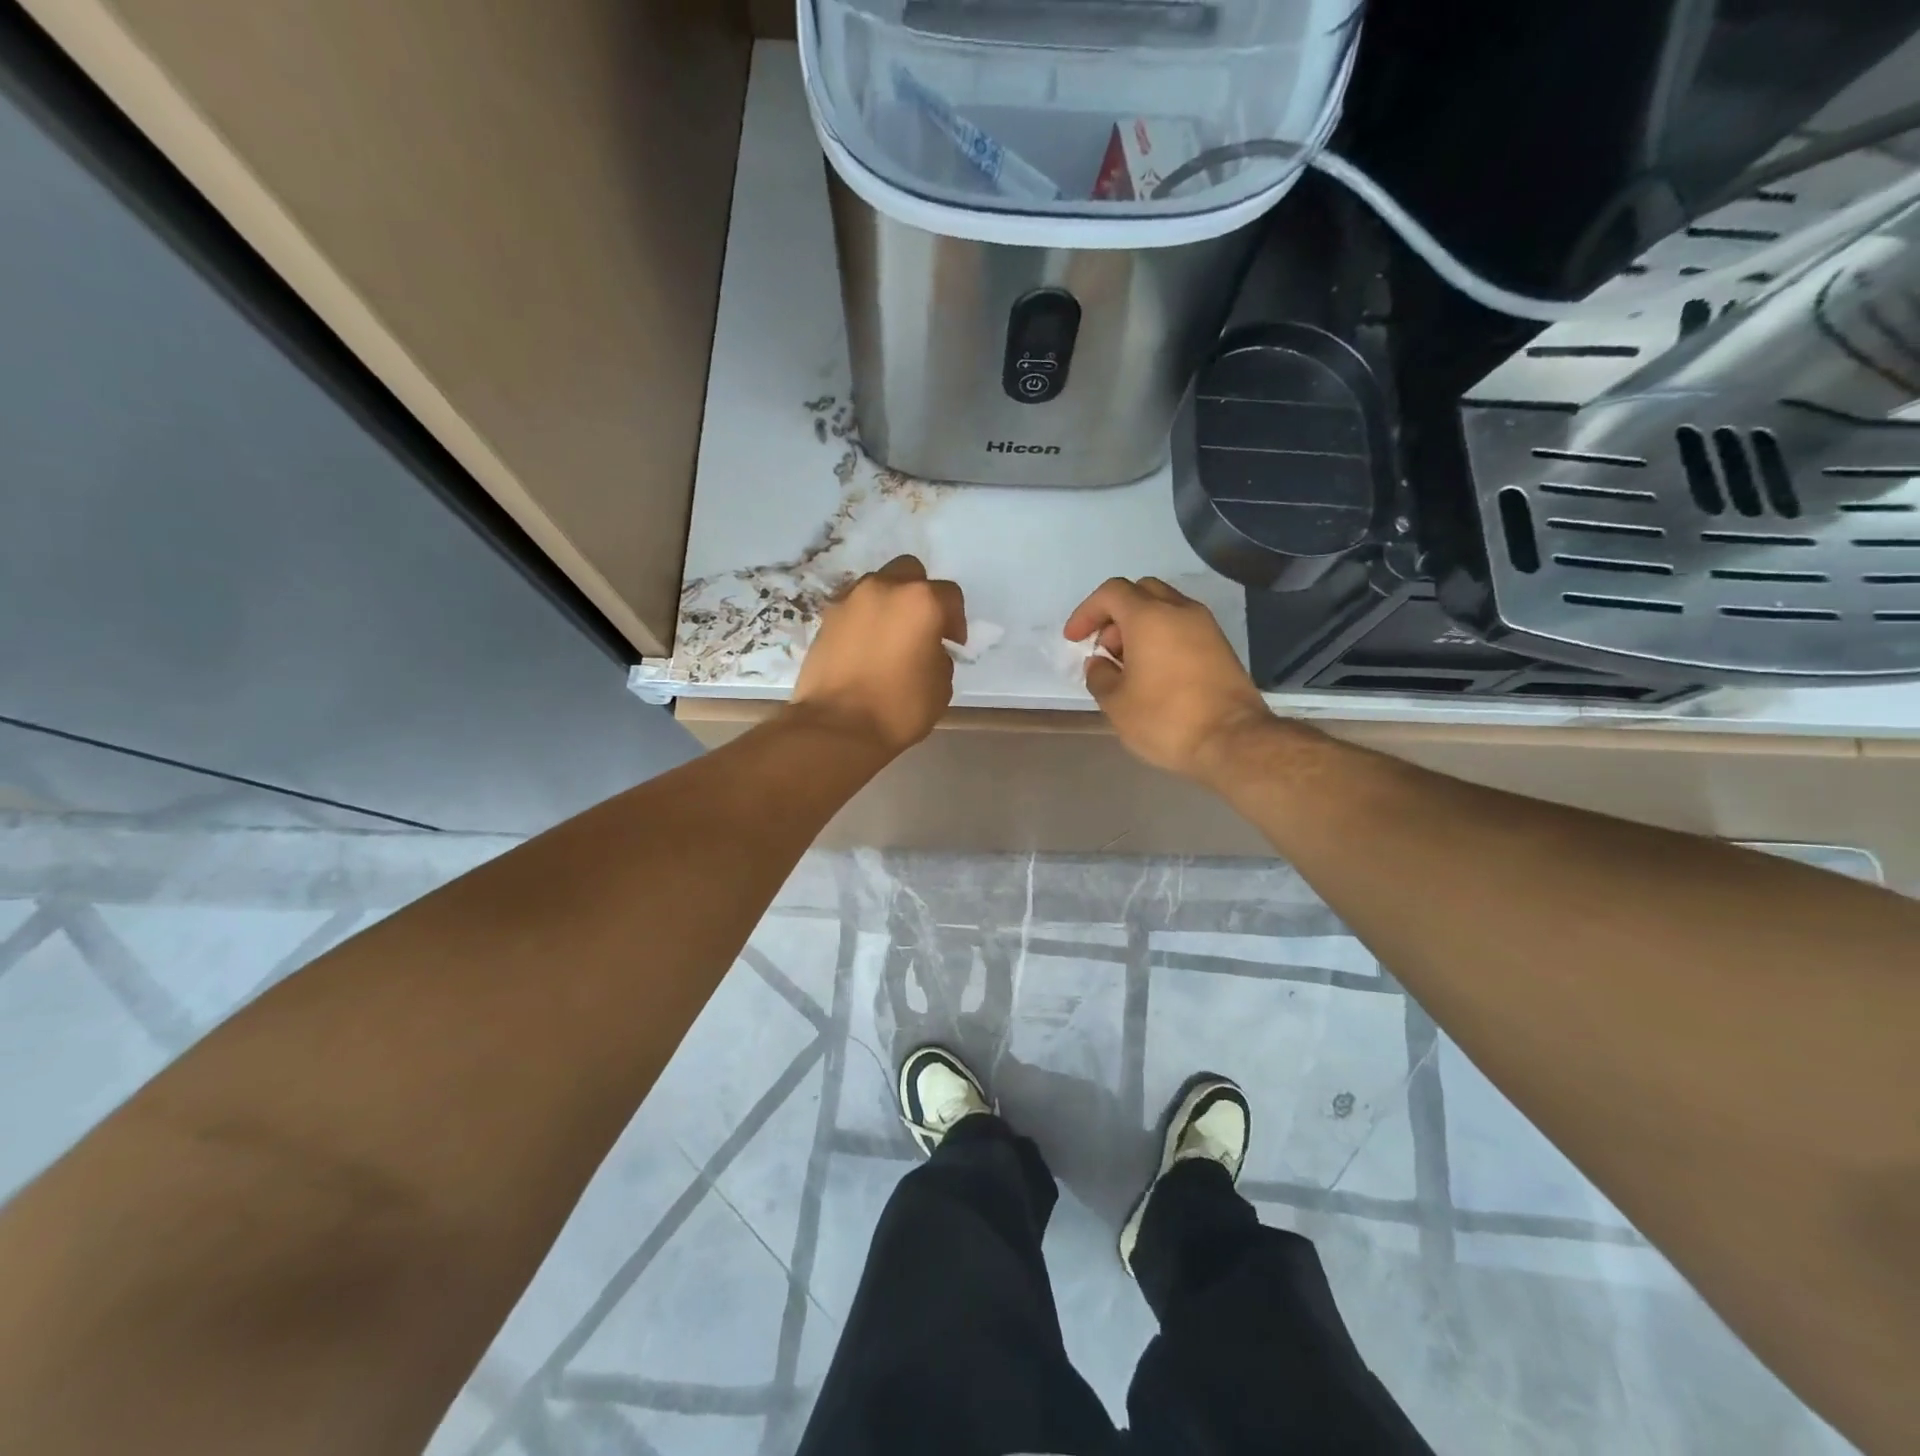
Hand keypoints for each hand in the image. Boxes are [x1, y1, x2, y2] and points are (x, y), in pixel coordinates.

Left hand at [791, 556, 965, 754]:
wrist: (837, 726)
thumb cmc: (898, 708)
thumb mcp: (941, 687)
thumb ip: (940, 657)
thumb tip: (927, 650)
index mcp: (921, 601)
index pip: (949, 595)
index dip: (956, 620)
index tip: (953, 644)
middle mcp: (884, 589)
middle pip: (910, 573)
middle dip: (920, 594)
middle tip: (922, 627)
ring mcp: (850, 600)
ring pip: (877, 586)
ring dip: (889, 603)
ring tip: (890, 636)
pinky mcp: (826, 618)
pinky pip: (853, 608)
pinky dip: (864, 619)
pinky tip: (866, 647)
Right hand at [1063, 577, 1276, 783]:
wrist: (1233, 741)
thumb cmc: (1166, 719)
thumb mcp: (1116, 704)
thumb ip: (1099, 676)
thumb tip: (1099, 663)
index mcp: (1149, 617)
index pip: (1111, 593)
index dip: (1086, 612)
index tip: (1075, 639)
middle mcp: (1180, 610)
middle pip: (1141, 592)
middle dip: (1115, 614)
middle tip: (1104, 648)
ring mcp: (1206, 626)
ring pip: (1165, 607)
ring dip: (1140, 626)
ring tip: (1127, 665)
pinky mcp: (1221, 646)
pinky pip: (1183, 627)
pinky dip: (1162, 637)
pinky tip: (1154, 673)